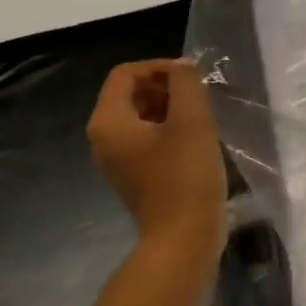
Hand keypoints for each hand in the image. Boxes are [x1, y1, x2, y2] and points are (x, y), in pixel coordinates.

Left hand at [87, 59, 227, 251]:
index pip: (126, 74)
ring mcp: (117, 160)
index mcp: (108, 122)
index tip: (192, 77)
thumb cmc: (185, 176)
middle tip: (199, 95)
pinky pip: (146, 139)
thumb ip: (185, 83)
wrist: (184, 239)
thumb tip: (182, 67)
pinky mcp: (134, 175)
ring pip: (140, 116)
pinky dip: (168, 129)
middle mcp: (103, 139)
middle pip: (130, 94)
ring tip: (202, 115)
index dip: (159, 66)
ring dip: (170, 107)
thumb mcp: (191, 120)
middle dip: (165, 86)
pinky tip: (196, 139)